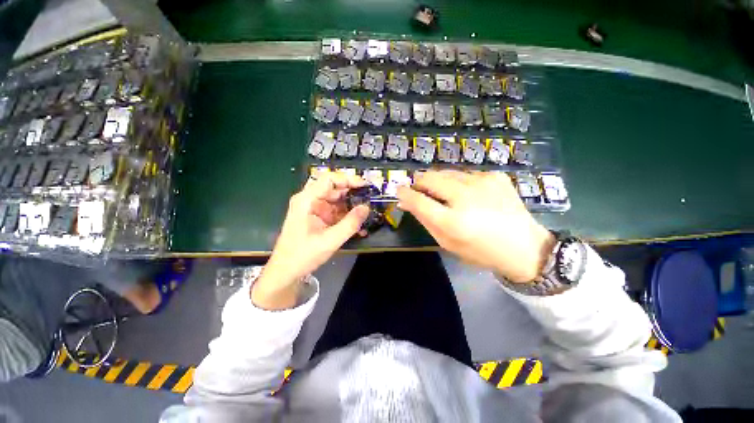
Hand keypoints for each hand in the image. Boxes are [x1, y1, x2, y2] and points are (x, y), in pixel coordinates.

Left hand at [252, 172, 369, 308]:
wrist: (286, 272)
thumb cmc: (303, 255)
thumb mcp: (330, 240)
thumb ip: (350, 224)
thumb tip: (366, 207)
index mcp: (307, 200)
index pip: (329, 179)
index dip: (348, 179)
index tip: (365, 186)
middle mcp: (310, 200)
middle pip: (334, 189)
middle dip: (353, 193)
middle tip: (370, 200)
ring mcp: (315, 209)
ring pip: (337, 200)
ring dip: (352, 206)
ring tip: (367, 213)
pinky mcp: (319, 218)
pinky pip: (336, 212)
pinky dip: (347, 216)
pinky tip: (358, 225)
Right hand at [397, 171, 555, 282]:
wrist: (525, 247)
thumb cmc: (480, 251)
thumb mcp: (447, 242)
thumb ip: (424, 219)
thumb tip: (406, 201)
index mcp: (453, 221)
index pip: (418, 200)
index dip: (405, 193)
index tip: (400, 190)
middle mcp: (466, 197)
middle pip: (430, 177)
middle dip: (419, 182)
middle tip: (421, 192)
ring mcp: (483, 182)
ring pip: (446, 172)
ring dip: (439, 182)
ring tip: (446, 195)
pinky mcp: (495, 176)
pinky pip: (465, 174)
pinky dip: (459, 182)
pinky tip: (469, 195)